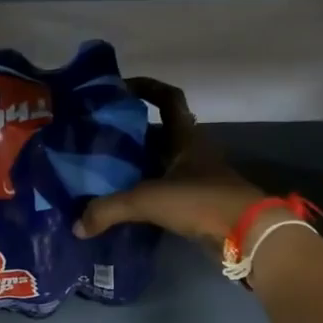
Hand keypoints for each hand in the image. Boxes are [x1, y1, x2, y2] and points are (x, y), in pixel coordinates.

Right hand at [73, 77, 265, 253]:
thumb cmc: (200, 201)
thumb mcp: (148, 200)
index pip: (168, 99)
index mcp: (186, 138)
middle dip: (130, 133)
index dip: (147, 88)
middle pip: (159, 133)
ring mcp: (197, 179)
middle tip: (98, 137)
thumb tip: (77, 226)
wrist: (245, 234)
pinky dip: (144, 195)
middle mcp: (192, 153)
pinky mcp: (196, 204)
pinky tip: (122, 204)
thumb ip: (109, 210)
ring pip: (160, 164)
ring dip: (136, 166)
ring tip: (103, 171)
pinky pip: (164, 192)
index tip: (120, 88)